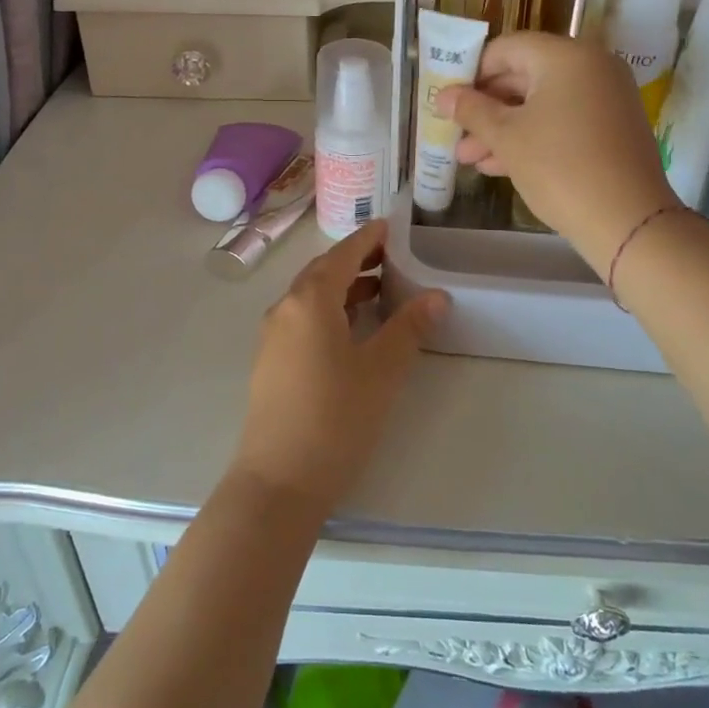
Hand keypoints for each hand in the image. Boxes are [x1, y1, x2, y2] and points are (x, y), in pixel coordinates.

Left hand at [230, 222, 446, 514]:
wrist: (279, 481)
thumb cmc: (336, 418)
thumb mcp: (382, 370)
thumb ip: (409, 327)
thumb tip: (437, 296)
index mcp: (310, 300)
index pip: (343, 255)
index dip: (368, 238)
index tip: (391, 226)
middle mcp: (285, 308)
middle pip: (323, 272)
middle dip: (357, 260)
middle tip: (393, 257)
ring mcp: (273, 336)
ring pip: (311, 296)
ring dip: (344, 287)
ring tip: (381, 290)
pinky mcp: (271, 361)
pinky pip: (303, 319)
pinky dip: (330, 310)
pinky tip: (353, 328)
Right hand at [441, 33, 677, 272]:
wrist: (628, 220)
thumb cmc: (560, 167)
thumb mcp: (507, 137)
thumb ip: (472, 111)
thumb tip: (443, 96)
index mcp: (566, 56)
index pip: (506, 48)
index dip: (472, 72)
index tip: (450, 101)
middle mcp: (591, 67)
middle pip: (524, 76)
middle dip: (485, 108)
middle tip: (455, 134)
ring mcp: (605, 98)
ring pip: (541, 103)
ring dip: (503, 128)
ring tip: (469, 159)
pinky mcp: (611, 127)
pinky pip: (562, 120)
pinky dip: (532, 136)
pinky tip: (499, 165)